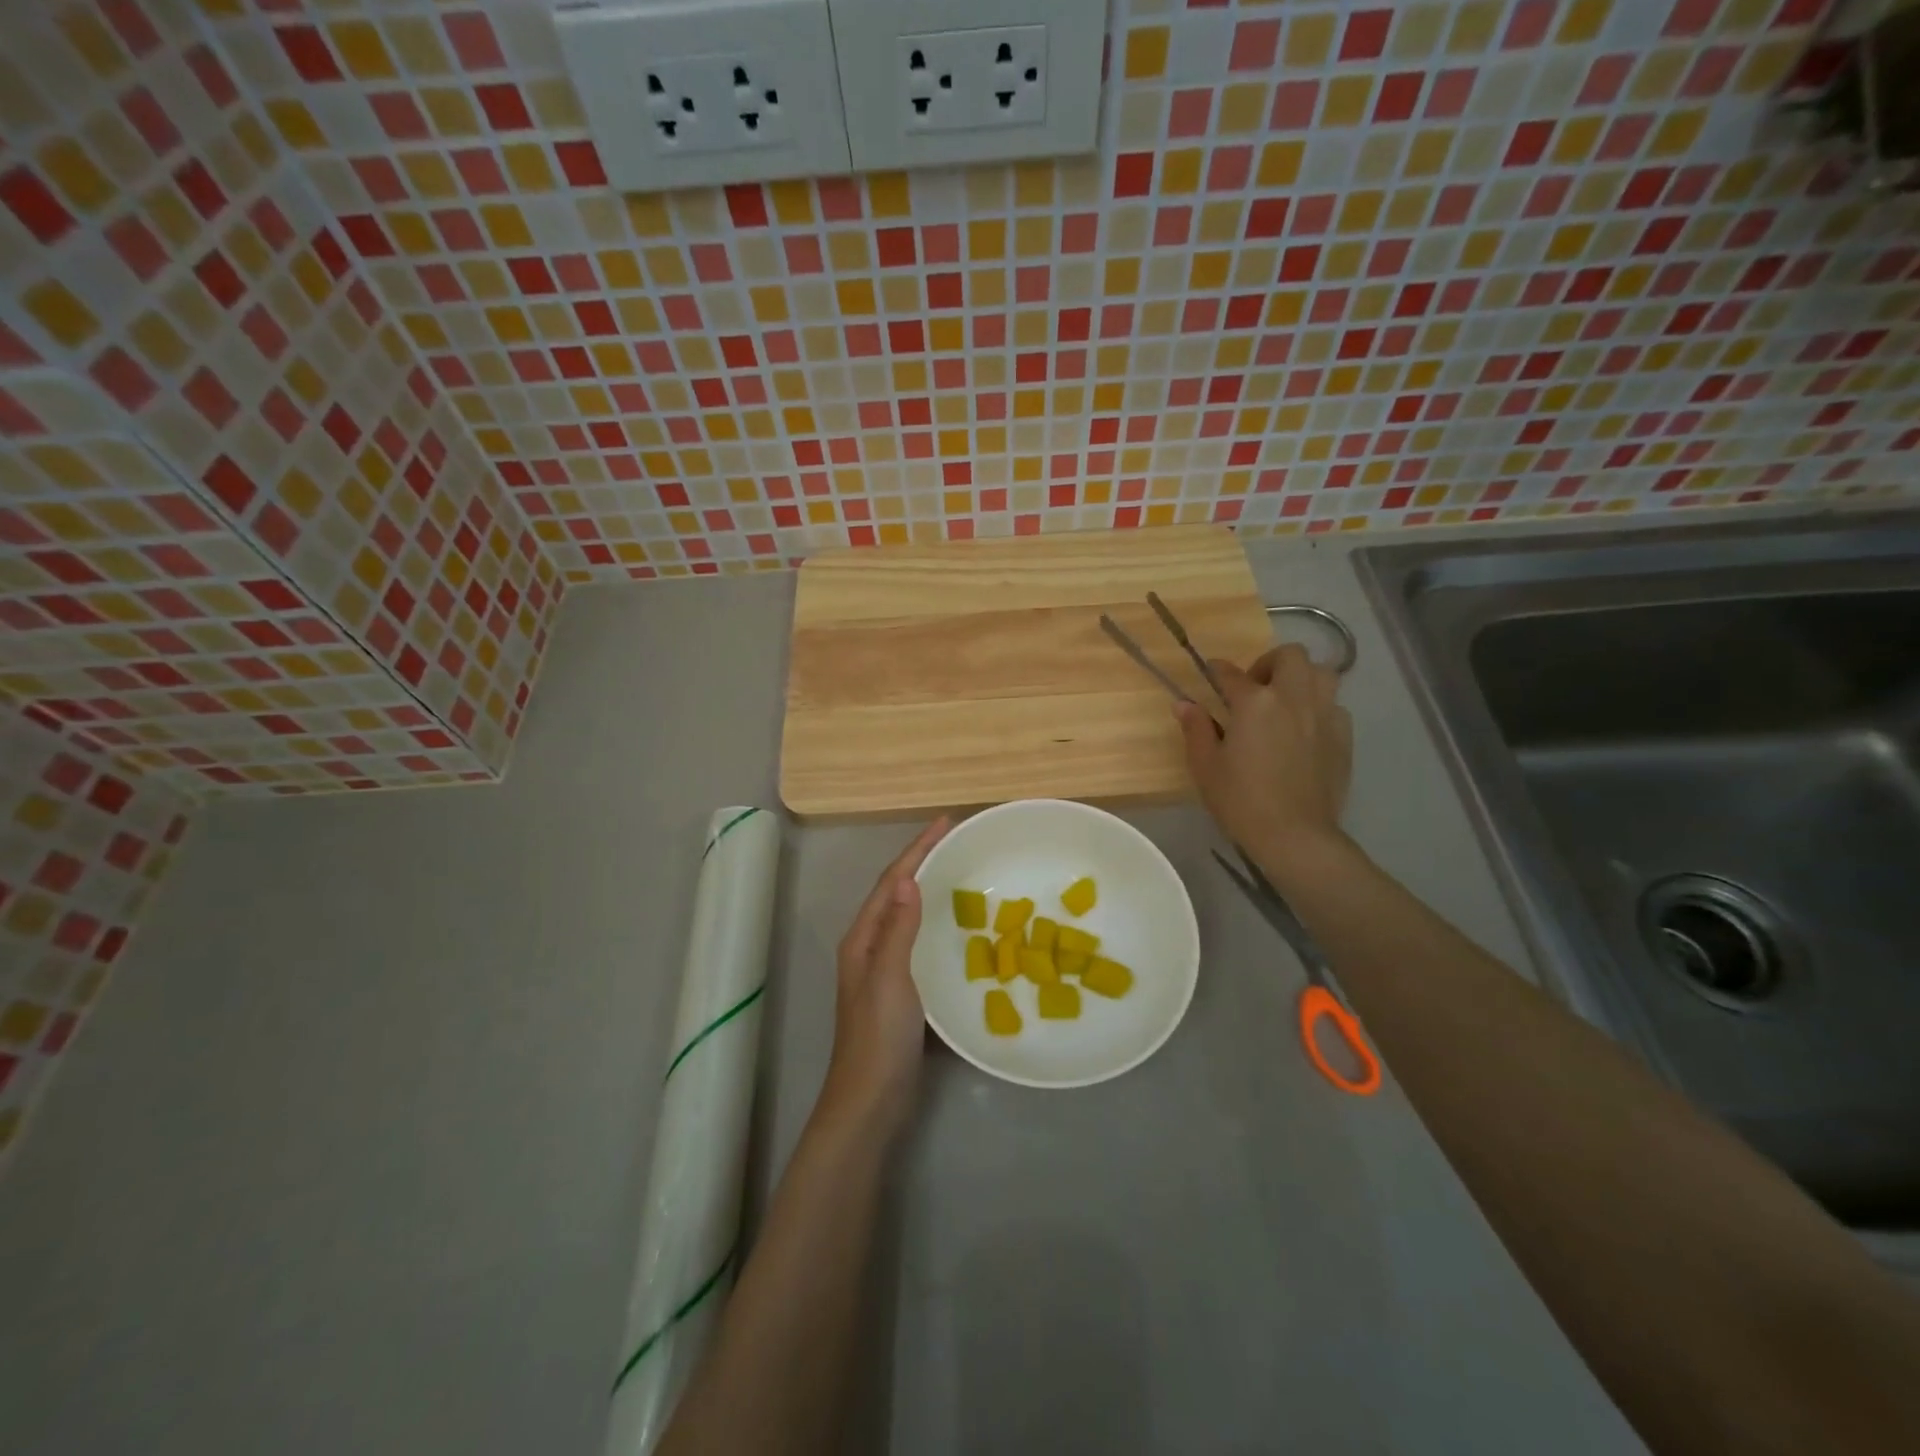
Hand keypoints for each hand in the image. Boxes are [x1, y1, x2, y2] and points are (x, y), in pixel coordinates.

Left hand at [819, 817, 949, 1132]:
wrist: (870, 1101)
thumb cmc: (879, 1037)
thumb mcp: (889, 978)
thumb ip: (899, 929)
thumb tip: (907, 878)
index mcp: (863, 938)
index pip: (891, 881)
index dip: (916, 849)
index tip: (945, 822)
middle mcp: (870, 947)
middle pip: (896, 893)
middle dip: (922, 862)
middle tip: (956, 841)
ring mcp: (884, 970)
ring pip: (907, 917)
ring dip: (929, 890)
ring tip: (959, 872)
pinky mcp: (901, 992)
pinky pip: (919, 942)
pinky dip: (936, 923)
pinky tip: (958, 927)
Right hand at [1177, 644, 1352, 869]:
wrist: (1294, 835)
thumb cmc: (1241, 800)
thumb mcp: (1206, 766)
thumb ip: (1196, 729)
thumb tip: (1185, 704)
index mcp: (1255, 703)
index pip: (1231, 674)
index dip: (1218, 671)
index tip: (1212, 672)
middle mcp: (1293, 698)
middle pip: (1291, 656)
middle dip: (1270, 663)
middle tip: (1256, 688)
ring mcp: (1324, 715)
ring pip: (1322, 674)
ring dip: (1302, 679)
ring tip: (1286, 702)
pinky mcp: (1344, 736)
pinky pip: (1334, 706)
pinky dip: (1318, 707)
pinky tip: (1305, 730)